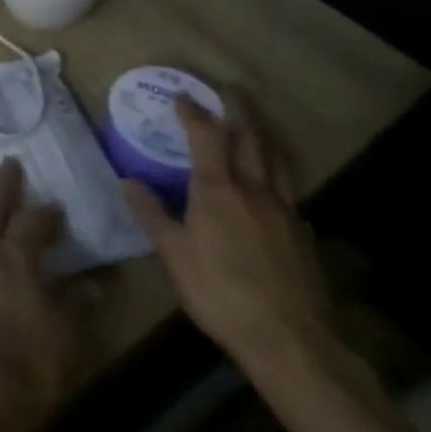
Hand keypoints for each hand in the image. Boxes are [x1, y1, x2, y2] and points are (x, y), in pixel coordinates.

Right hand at [123, 96, 335, 374]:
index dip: (194, 112)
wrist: (291, 341)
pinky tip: (272, 184)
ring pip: (275, 160)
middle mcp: (253, 190)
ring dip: (262, 135)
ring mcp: (284, 211)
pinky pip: (288, 190)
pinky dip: (277, 173)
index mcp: (218, 189)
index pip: (206, 136)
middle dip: (238, 110)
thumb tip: (127, 181)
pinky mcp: (302, 235)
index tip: (183, 95)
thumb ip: (151, 214)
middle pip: (249, 138)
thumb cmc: (221, 292)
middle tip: (230, 90)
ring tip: (253, 124)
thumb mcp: (173, 254)